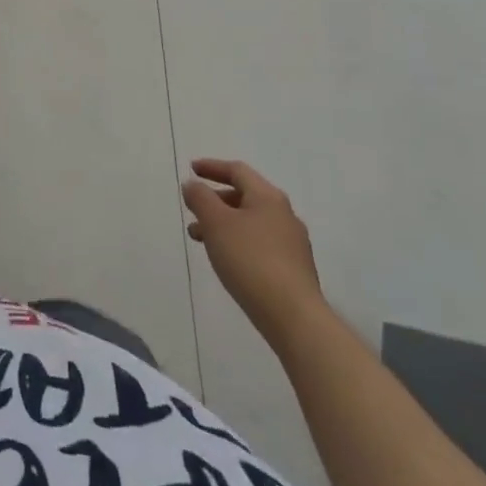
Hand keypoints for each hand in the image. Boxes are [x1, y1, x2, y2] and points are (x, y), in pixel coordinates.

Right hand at [183, 158, 326, 347]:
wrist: (294, 318)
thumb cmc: (250, 260)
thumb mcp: (216, 223)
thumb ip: (200, 198)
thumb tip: (193, 185)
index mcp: (268, 197)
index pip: (238, 171)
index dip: (212, 167)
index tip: (191, 169)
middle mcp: (284, 215)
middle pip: (245, 196)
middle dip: (215, 200)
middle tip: (193, 210)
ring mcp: (293, 244)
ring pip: (250, 222)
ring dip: (223, 224)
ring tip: (200, 239)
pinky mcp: (294, 270)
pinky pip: (259, 244)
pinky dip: (238, 242)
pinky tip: (226, 260)